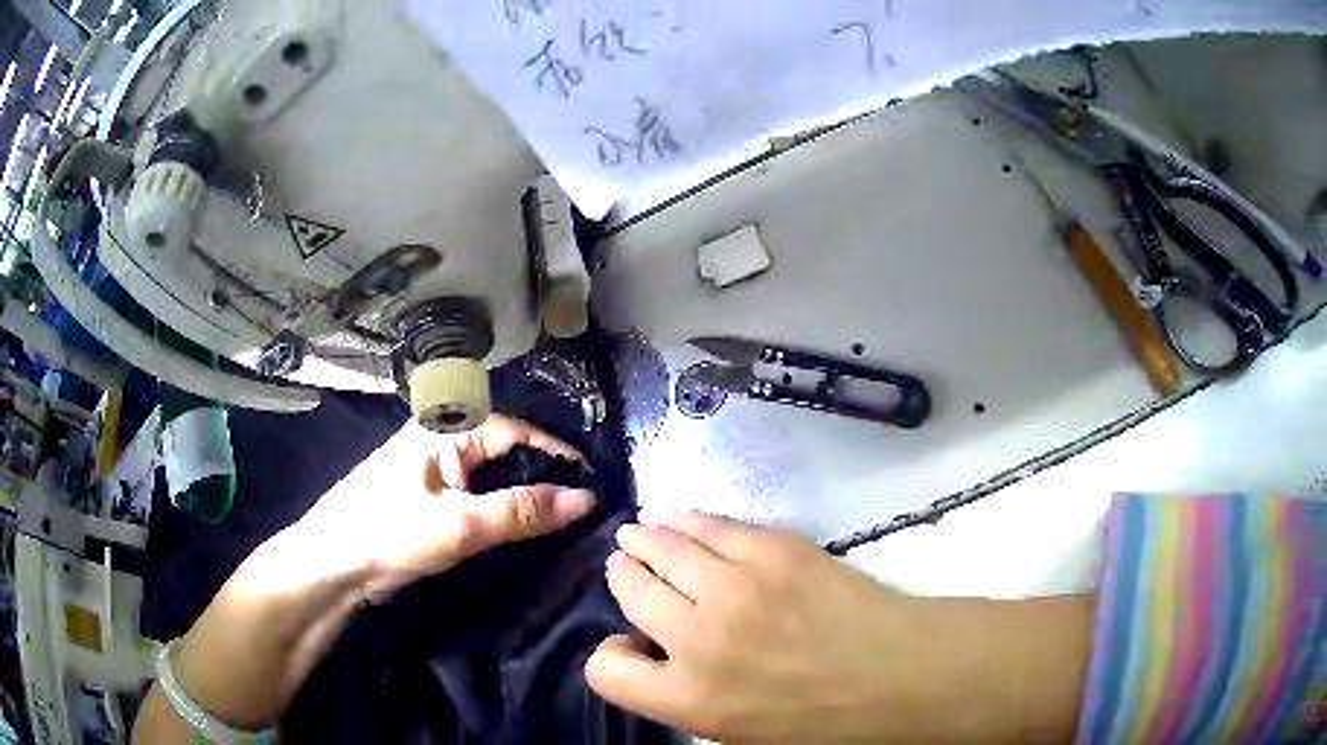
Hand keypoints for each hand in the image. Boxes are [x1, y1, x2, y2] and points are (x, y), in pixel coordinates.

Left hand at [140, 416, 596, 736]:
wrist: (330, 567)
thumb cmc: (386, 533)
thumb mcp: (458, 525)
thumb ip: (522, 512)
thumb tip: (586, 499)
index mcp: (443, 430)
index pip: (515, 430)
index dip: (555, 453)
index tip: (591, 482)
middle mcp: (439, 442)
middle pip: (504, 450)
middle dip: (542, 473)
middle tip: (582, 504)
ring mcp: (431, 472)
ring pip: (490, 476)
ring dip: (522, 495)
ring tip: (561, 518)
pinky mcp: (426, 501)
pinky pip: (476, 497)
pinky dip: (501, 510)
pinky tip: (520, 529)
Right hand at [586, 513, 1091, 742]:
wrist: (898, 673)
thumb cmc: (821, 719)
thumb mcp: (737, 733)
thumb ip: (684, 697)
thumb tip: (655, 652)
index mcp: (689, 699)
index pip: (605, 671)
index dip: (610, 655)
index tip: (627, 643)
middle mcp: (698, 640)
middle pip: (629, 590)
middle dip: (623, 576)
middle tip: (626, 565)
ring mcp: (735, 586)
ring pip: (661, 547)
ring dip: (644, 540)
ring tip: (640, 535)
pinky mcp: (772, 549)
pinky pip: (709, 525)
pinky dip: (684, 520)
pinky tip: (677, 518)